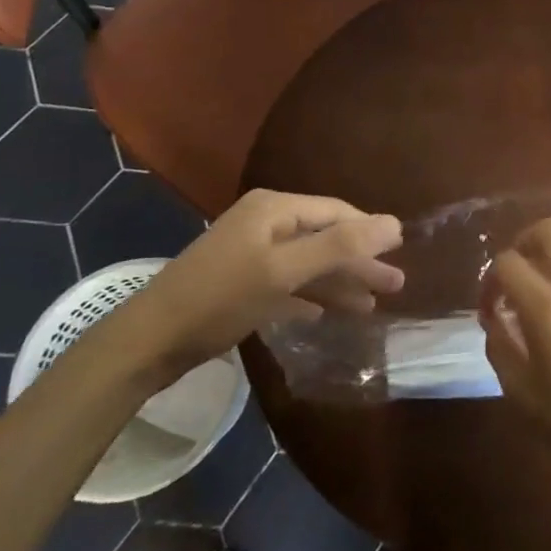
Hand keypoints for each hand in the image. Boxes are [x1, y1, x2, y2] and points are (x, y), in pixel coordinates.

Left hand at [110, 190, 403, 382]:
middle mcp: (265, 222)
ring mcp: (251, 252)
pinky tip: (326, 314)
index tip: (401, 254)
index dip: (370, 232)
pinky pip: (288, 284)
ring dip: (339, 283)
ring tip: (371, 306)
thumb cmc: (221, 298)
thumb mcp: (284, 270)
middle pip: (325, 237)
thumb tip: (395, 224)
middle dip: (359, 262)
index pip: (336, 212)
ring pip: (308, 263)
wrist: (149, 341)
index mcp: (275, 209)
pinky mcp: (241, 282)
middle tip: (396, 285)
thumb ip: (340, 247)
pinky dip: (310, 296)